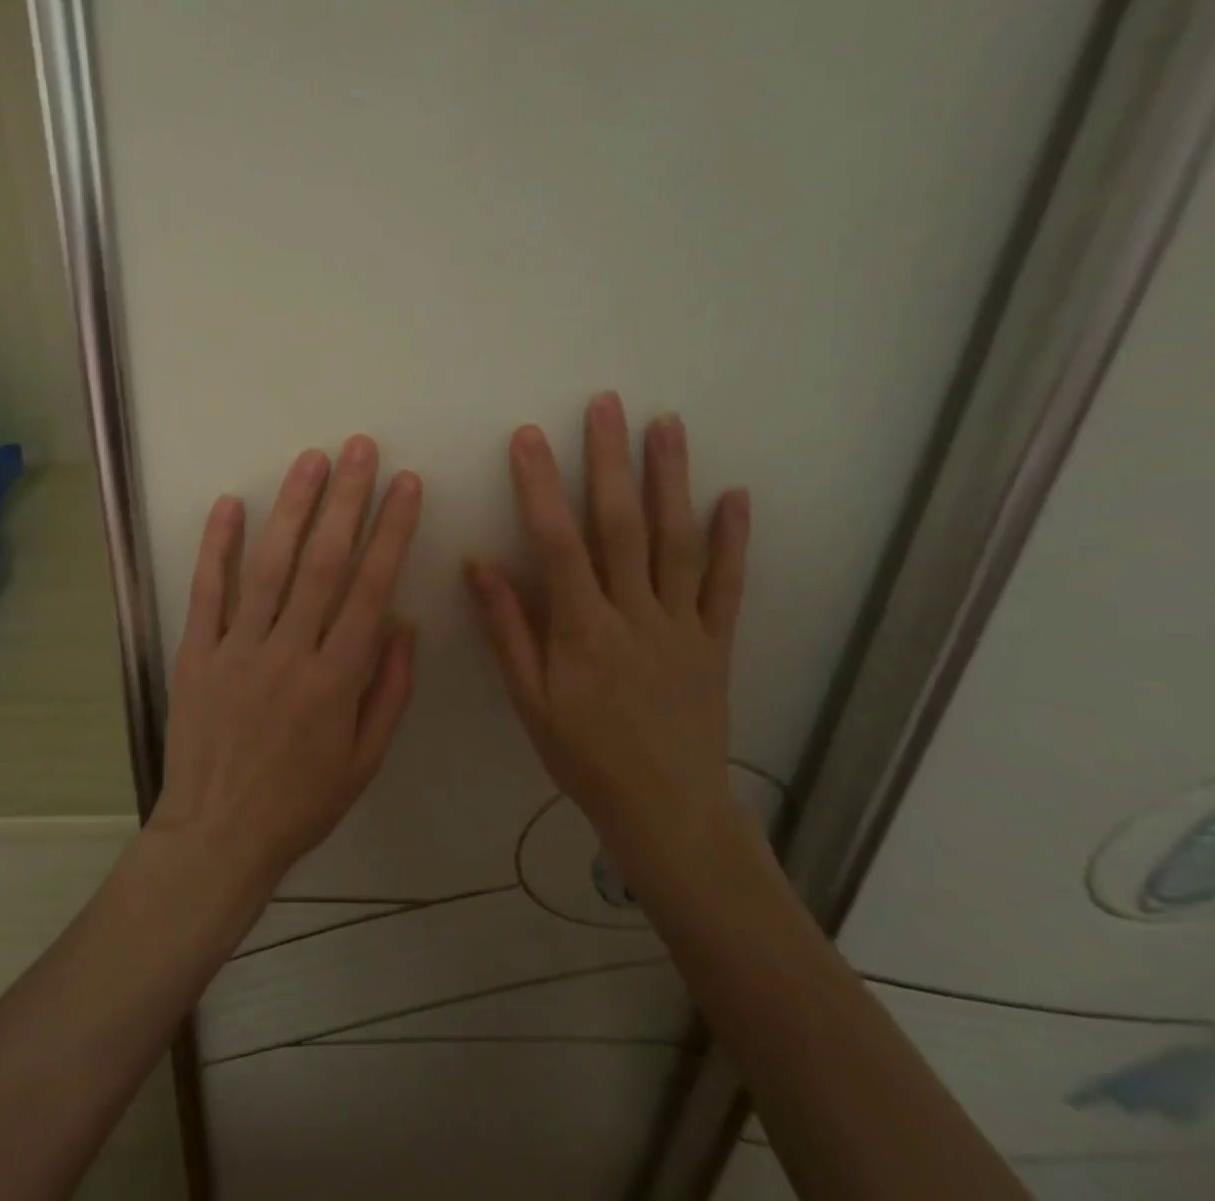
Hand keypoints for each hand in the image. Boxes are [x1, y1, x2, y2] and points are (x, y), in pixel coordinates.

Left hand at [151, 437, 423, 898]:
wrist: (219, 834)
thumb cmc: (302, 800)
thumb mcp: (365, 760)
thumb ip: (389, 689)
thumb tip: (403, 622)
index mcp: (337, 679)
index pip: (371, 588)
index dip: (392, 531)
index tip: (406, 485)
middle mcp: (290, 652)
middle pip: (323, 562)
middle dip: (346, 499)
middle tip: (359, 448)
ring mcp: (238, 648)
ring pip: (270, 566)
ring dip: (292, 508)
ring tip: (310, 460)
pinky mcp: (197, 652)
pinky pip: (207, 591)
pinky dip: (218, 546)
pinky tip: (230, 504)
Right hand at [464, 394, 750, 891]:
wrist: (665, 809)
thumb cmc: (584, 755)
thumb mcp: (530, 700)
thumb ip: (506, 629)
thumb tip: (478, 564)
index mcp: (583, 630)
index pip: (558, 543)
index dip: (541, 487)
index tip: (529, 438)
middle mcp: (636, 614)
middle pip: (623, 525)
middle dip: (611, 460)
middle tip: (607, 405)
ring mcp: (683, 623)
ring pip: (678, 541)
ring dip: (672, 480)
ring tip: (667, 426)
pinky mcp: (717, 640)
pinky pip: (728, 584)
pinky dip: (734, 538)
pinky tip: (736, 495)